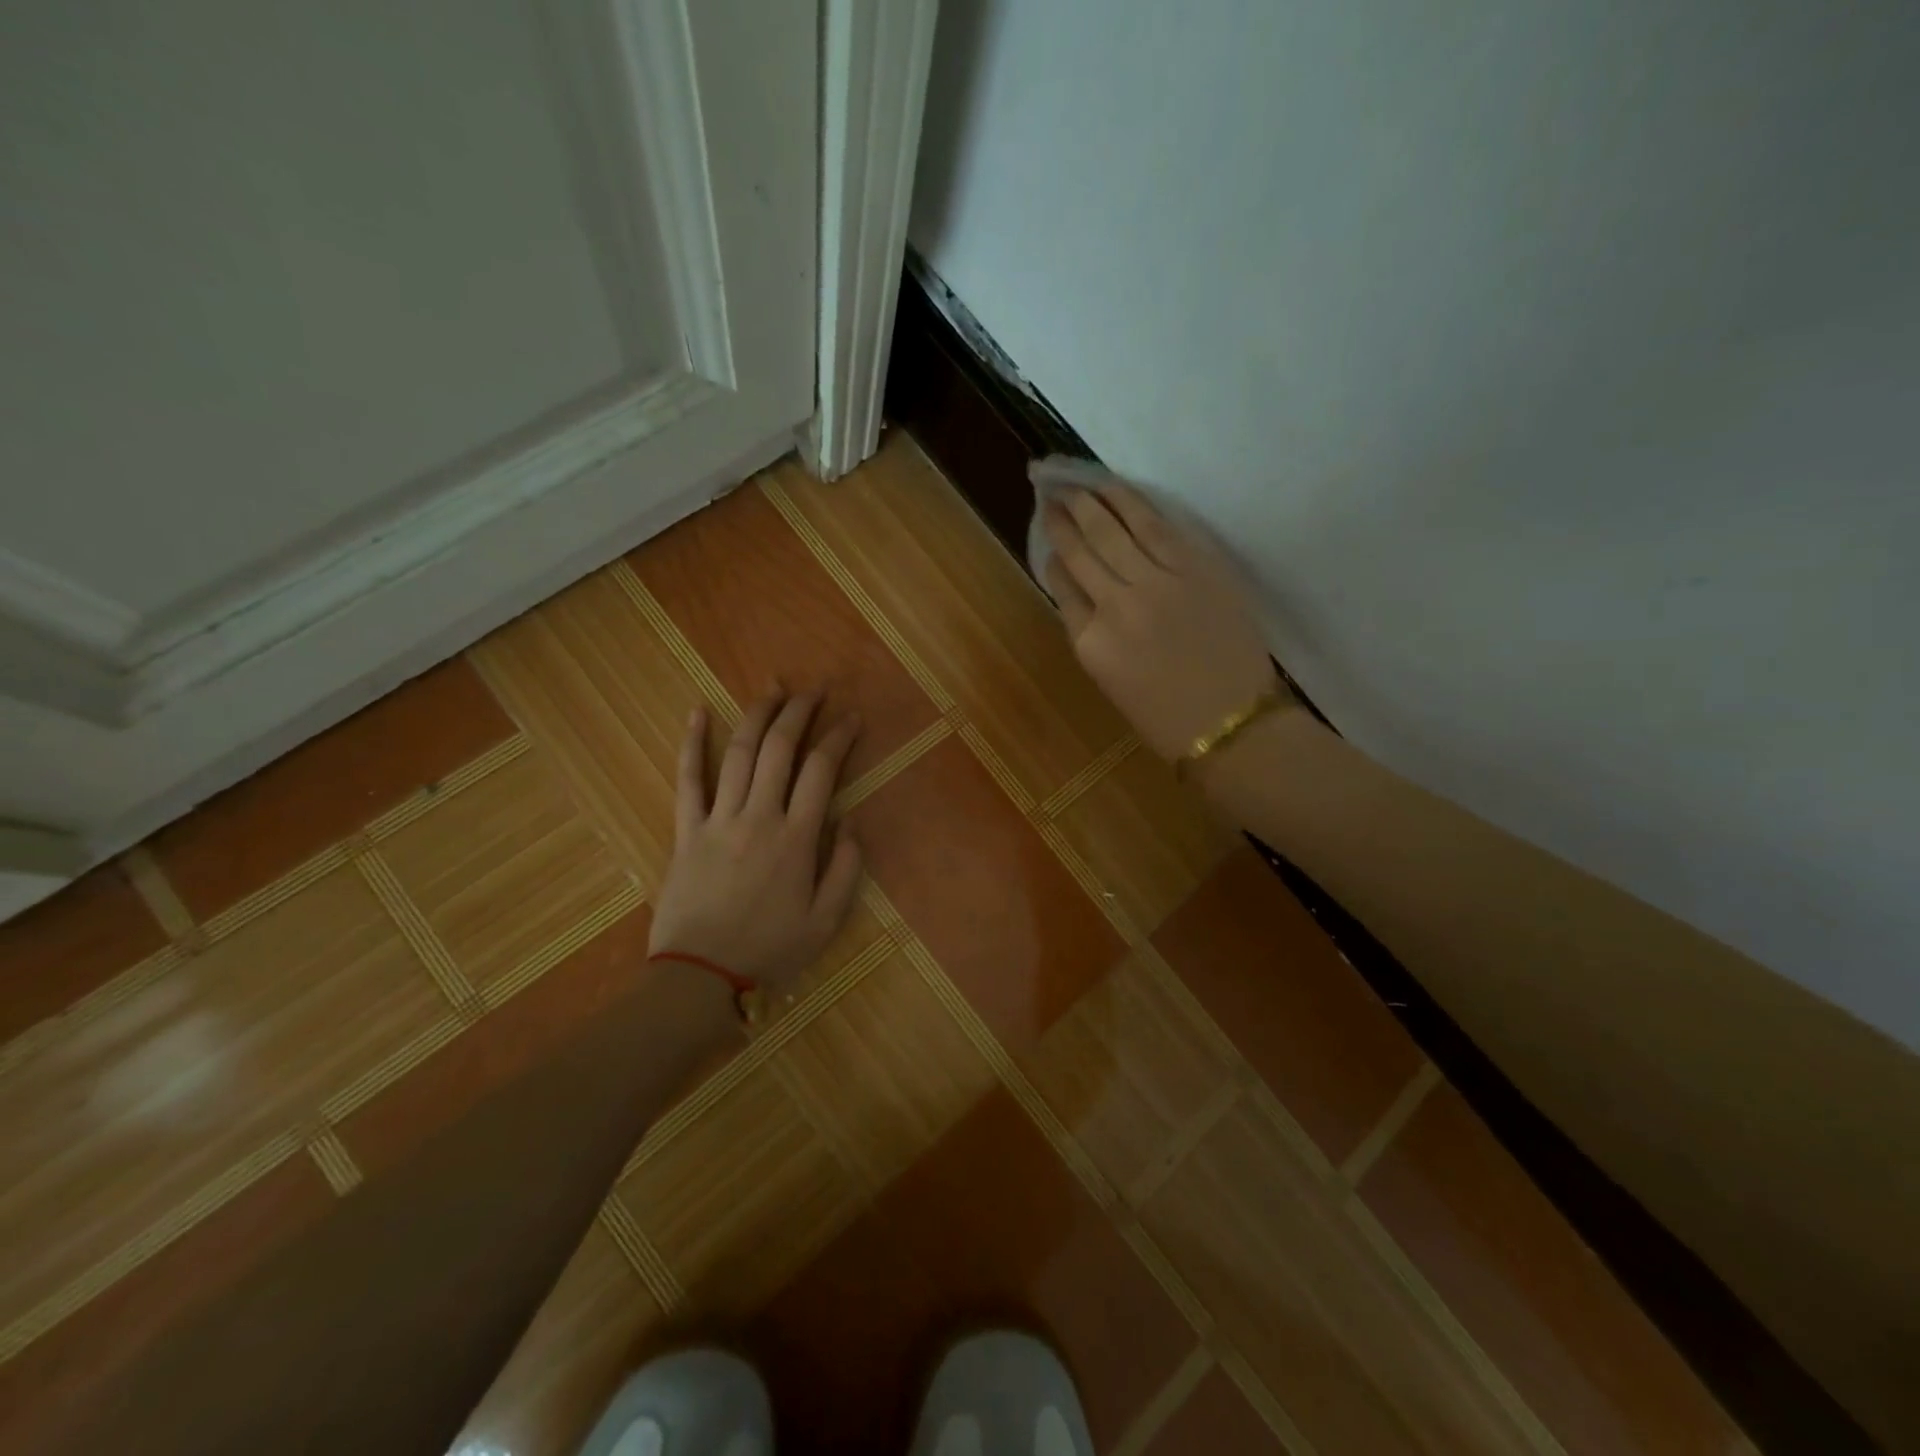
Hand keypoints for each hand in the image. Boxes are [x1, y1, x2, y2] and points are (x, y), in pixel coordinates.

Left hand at [648, 689, 864, 993]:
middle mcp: (759, 817)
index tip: (853, 718)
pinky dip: (691, 744)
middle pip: (780, 749)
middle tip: (814, 689)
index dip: (839, 738)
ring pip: (739, 754)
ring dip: (757, 715)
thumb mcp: (825, 922)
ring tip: (773, 687)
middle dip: (800, 712)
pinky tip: (697, 713)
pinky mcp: (686, 830)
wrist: (699, 976)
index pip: (822, 771)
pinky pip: (687, 780)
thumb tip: (852, 824)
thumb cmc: (768, 950)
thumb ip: (845, 870)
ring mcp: (718, 820)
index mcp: (796, 838)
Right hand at [1039, 464, 1280, 761]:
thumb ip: (1091, 634)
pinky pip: (1158, 527)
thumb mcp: (1111, 684)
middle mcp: (1117, 606)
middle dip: (1063, 519)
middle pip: (1083, 551)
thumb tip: (1081, 591)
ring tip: (1078, 482)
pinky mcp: (1197, 568)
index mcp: (1091, 644)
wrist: (1233, 725)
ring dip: (1092, 501)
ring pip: (1116, 529)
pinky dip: (1133, 504)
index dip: (1053, 557)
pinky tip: (1117, 491)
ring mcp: (1158, 583)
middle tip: (1051, 493)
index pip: (1063, 587)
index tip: (1048, 537)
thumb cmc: (1167, 718)